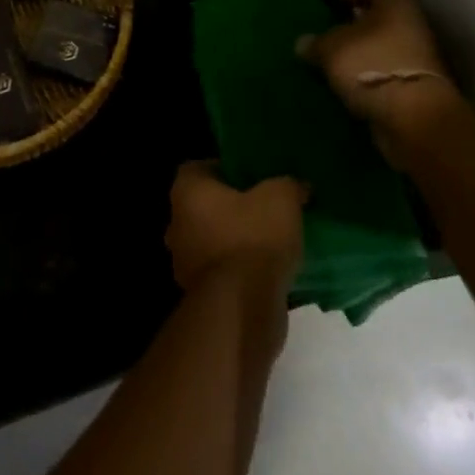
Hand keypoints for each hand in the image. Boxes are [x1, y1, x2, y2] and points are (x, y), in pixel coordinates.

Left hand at [165, 162, 306, 293]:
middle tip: (264, 206)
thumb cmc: (253, 238)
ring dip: (235, 240)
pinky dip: (239, 268)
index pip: (198, 168)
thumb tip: (298, 185)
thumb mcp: (281, 198)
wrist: (242, 307)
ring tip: (271, 239)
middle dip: (231, 206)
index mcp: (187, 192)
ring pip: (212, 239)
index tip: (252, 176)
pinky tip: (267, 269)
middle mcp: (176, 223)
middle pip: (204, 205)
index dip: (225, 169)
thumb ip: (288, 184)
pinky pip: (222, 270)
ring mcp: (184, 261)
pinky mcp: (200, 292)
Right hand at [304, 0, 453, 129]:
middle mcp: (411, 24)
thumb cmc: (371, 65)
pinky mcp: (415, 86)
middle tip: (330, 29)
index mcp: (394, 3)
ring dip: (361, 52)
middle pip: (379, 18)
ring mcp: (416, 57)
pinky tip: (347, 82)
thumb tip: (303, 43)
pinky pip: (384, 72)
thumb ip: (315, 43)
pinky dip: (367, 74)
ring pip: (382, 47)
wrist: (412, 116)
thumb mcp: (330, 49)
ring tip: (333, 59)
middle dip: (355, 24)